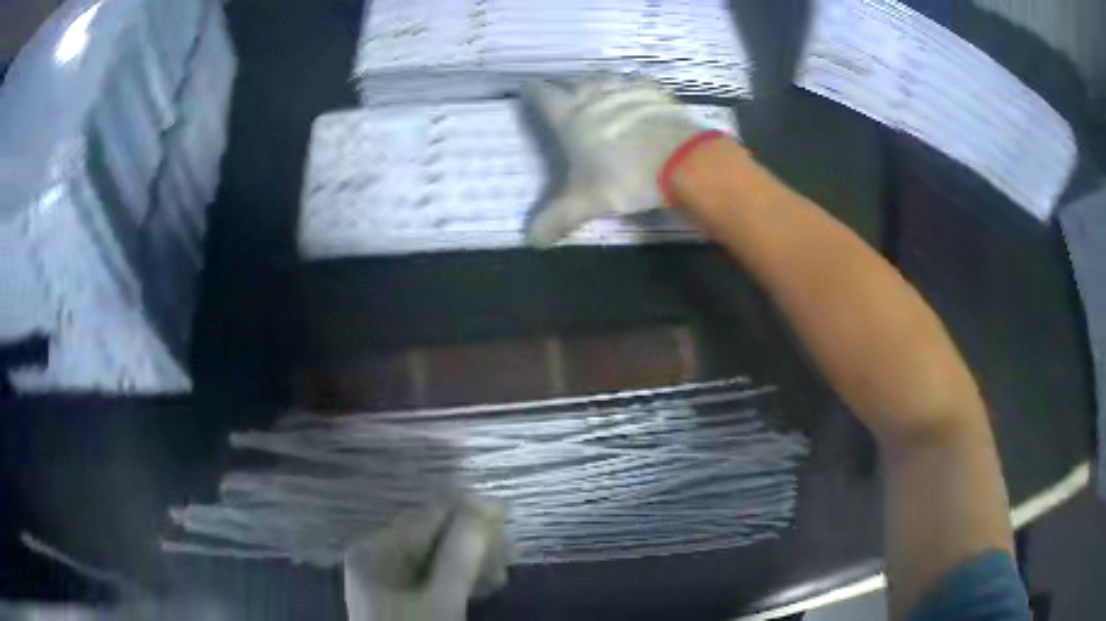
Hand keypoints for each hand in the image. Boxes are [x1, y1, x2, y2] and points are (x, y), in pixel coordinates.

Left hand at [344, 500, 509, 620]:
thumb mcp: (442, 600)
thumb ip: (461, 554)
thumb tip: (487, 504)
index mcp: (375, 551)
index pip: (425, 517)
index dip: (468, 512)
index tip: (506, 515)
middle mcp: (376, 557)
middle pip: (431, 537)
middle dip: (473, 543)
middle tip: (510, 553)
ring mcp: (387, 579)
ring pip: (435, 558)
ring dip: (471, 562)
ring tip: (501, 574)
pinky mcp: (400, 597)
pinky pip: (432, 577)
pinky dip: (459, 579)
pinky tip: (484, 586)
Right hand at [523, 77, 717, 245]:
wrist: (682, 160)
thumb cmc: (625, 177)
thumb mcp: (587, 202)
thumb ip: (558, 218)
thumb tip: (531, 239)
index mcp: (570, 117)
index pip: (544, 95)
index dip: (534, 91)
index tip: (529, 86)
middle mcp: (595, 96)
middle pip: (576, 83)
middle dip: (569, 89)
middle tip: (569, 97)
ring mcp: (628, 91)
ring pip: (606, 80)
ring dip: (600, 87)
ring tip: (601, 96)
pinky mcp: (657, 95)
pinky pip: (638, 86)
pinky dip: (632, 92)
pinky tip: (637, 103)